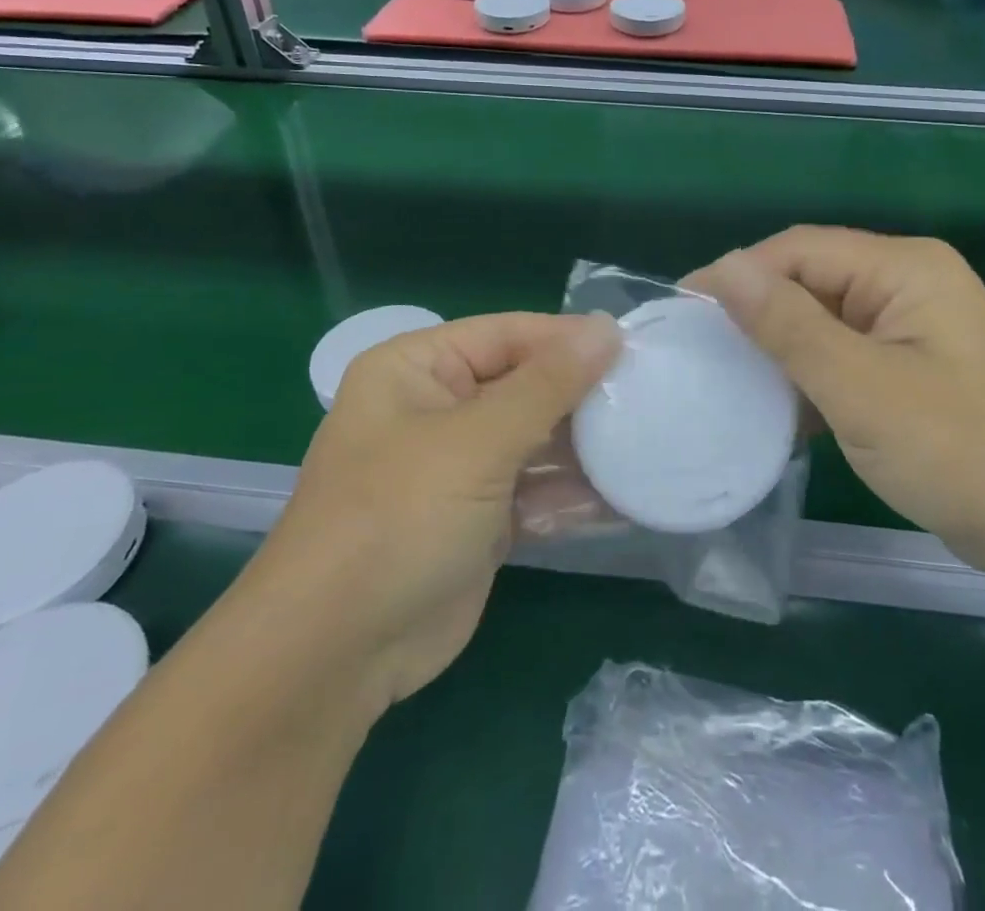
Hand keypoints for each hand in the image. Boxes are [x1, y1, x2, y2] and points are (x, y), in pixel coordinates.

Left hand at [263, 312, 619, 706]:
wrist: (335, 656)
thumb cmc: (399, 518)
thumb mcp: (477, 441)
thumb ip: (548, 384)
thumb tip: (608, 328)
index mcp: (418, 368)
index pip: (508, 334)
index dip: (570, 339)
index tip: (634, 348)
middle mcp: (437, 408)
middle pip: (526, 385)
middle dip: (582, 397)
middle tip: (649, 399)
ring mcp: (459, 467)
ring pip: (535, 440)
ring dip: (584, 448)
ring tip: (648, 445)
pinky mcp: (478, 518)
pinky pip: (534, 490)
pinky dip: (571, 494)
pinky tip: (624, 497)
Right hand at [694, 228, 984, 569]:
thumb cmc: (958, 450)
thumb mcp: (860, 388)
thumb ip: (788, 325)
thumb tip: (722, 269)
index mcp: (905, 267)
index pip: (800, 249)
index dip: (737, 274)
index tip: (682, 312)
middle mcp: (910, 283)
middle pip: (812, 280)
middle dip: (756, 313)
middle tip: (697, 350)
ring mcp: (914, 328)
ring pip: (825, 321)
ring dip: (780, 349)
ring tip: (724, 379)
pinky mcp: (914, 369)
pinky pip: (846, 356)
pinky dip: (810, 378)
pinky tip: (776, 409)